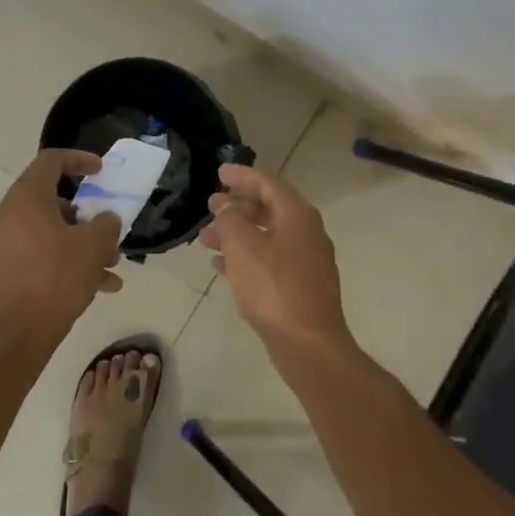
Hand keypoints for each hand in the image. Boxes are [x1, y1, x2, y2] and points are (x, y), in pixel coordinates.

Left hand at [0, 149, 123, 335]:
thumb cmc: (57, 277)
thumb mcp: (93, 246)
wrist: (20, 331)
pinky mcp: (8, 265)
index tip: (100, 170)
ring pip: (51, 228)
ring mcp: (6, 241)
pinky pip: (43, 251)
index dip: (78, 159)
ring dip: (83, 241)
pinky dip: (69, 259)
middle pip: (52, 198)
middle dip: (87, 213)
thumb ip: (106, 224)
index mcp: (25, 198)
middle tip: (108, 226)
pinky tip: (102, 285)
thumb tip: (105, 220)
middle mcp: (9, 214)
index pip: (50, 161)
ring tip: (112, 263)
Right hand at [201, 164, 352, 351]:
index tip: (219, 172)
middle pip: (269, 209)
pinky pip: (270, 260)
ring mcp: (307, 261)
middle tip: (210, 206)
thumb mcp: (243, 247)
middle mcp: (307, 232)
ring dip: (237, 234)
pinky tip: (222, 268)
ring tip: (206, 240)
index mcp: (297, 216)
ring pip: (267, 236)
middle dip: (237, 207)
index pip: (268, 183)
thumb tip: (225, 204)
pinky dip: (247, 257)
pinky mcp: (302, 286)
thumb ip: (230, 219)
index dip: (242, 176)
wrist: (308, 343)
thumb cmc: (273, 288)